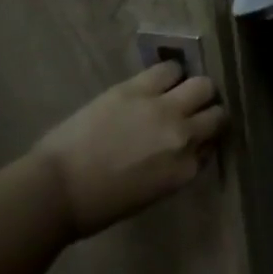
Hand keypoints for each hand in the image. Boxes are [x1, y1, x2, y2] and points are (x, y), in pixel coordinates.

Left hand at [33, 62, 228, 237]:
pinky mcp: (138, 89)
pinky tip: (159, 81)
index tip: (194, 140)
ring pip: (203, 84)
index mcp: (185, 169)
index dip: (204, 140)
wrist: (55, 190)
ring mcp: (163, 109)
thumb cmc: (99, 204)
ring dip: (194, 90)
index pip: (212, 145)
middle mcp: (183, 136)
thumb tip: (188, 147)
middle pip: (217, 112)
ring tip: (178, 92)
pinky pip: (170, 69)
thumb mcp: (152, 193)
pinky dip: (170, 74)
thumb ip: (177, 166)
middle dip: (208, 111)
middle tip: (193, 112)